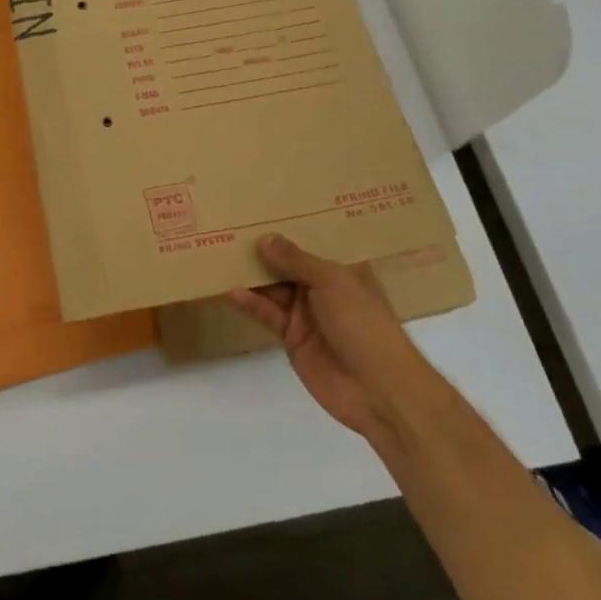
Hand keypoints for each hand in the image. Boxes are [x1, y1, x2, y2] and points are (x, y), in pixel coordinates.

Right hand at [230, 235, 417, 439]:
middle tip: (231, 229)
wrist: (377, 389)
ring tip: (223, 255)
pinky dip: (252, 303)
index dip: (288, 229)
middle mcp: (322, 288)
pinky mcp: (292, 338)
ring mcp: (307, 314)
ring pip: (274, 288)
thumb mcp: (332, 282)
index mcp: (341, 270)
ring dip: (253, 276)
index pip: (310, 243)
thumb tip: (264, 238)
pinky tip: (233, 291)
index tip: (260, 210)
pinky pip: (268, 314)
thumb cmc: (362, 323)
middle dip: (264, 250)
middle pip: (287, 265)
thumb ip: (296, 260)